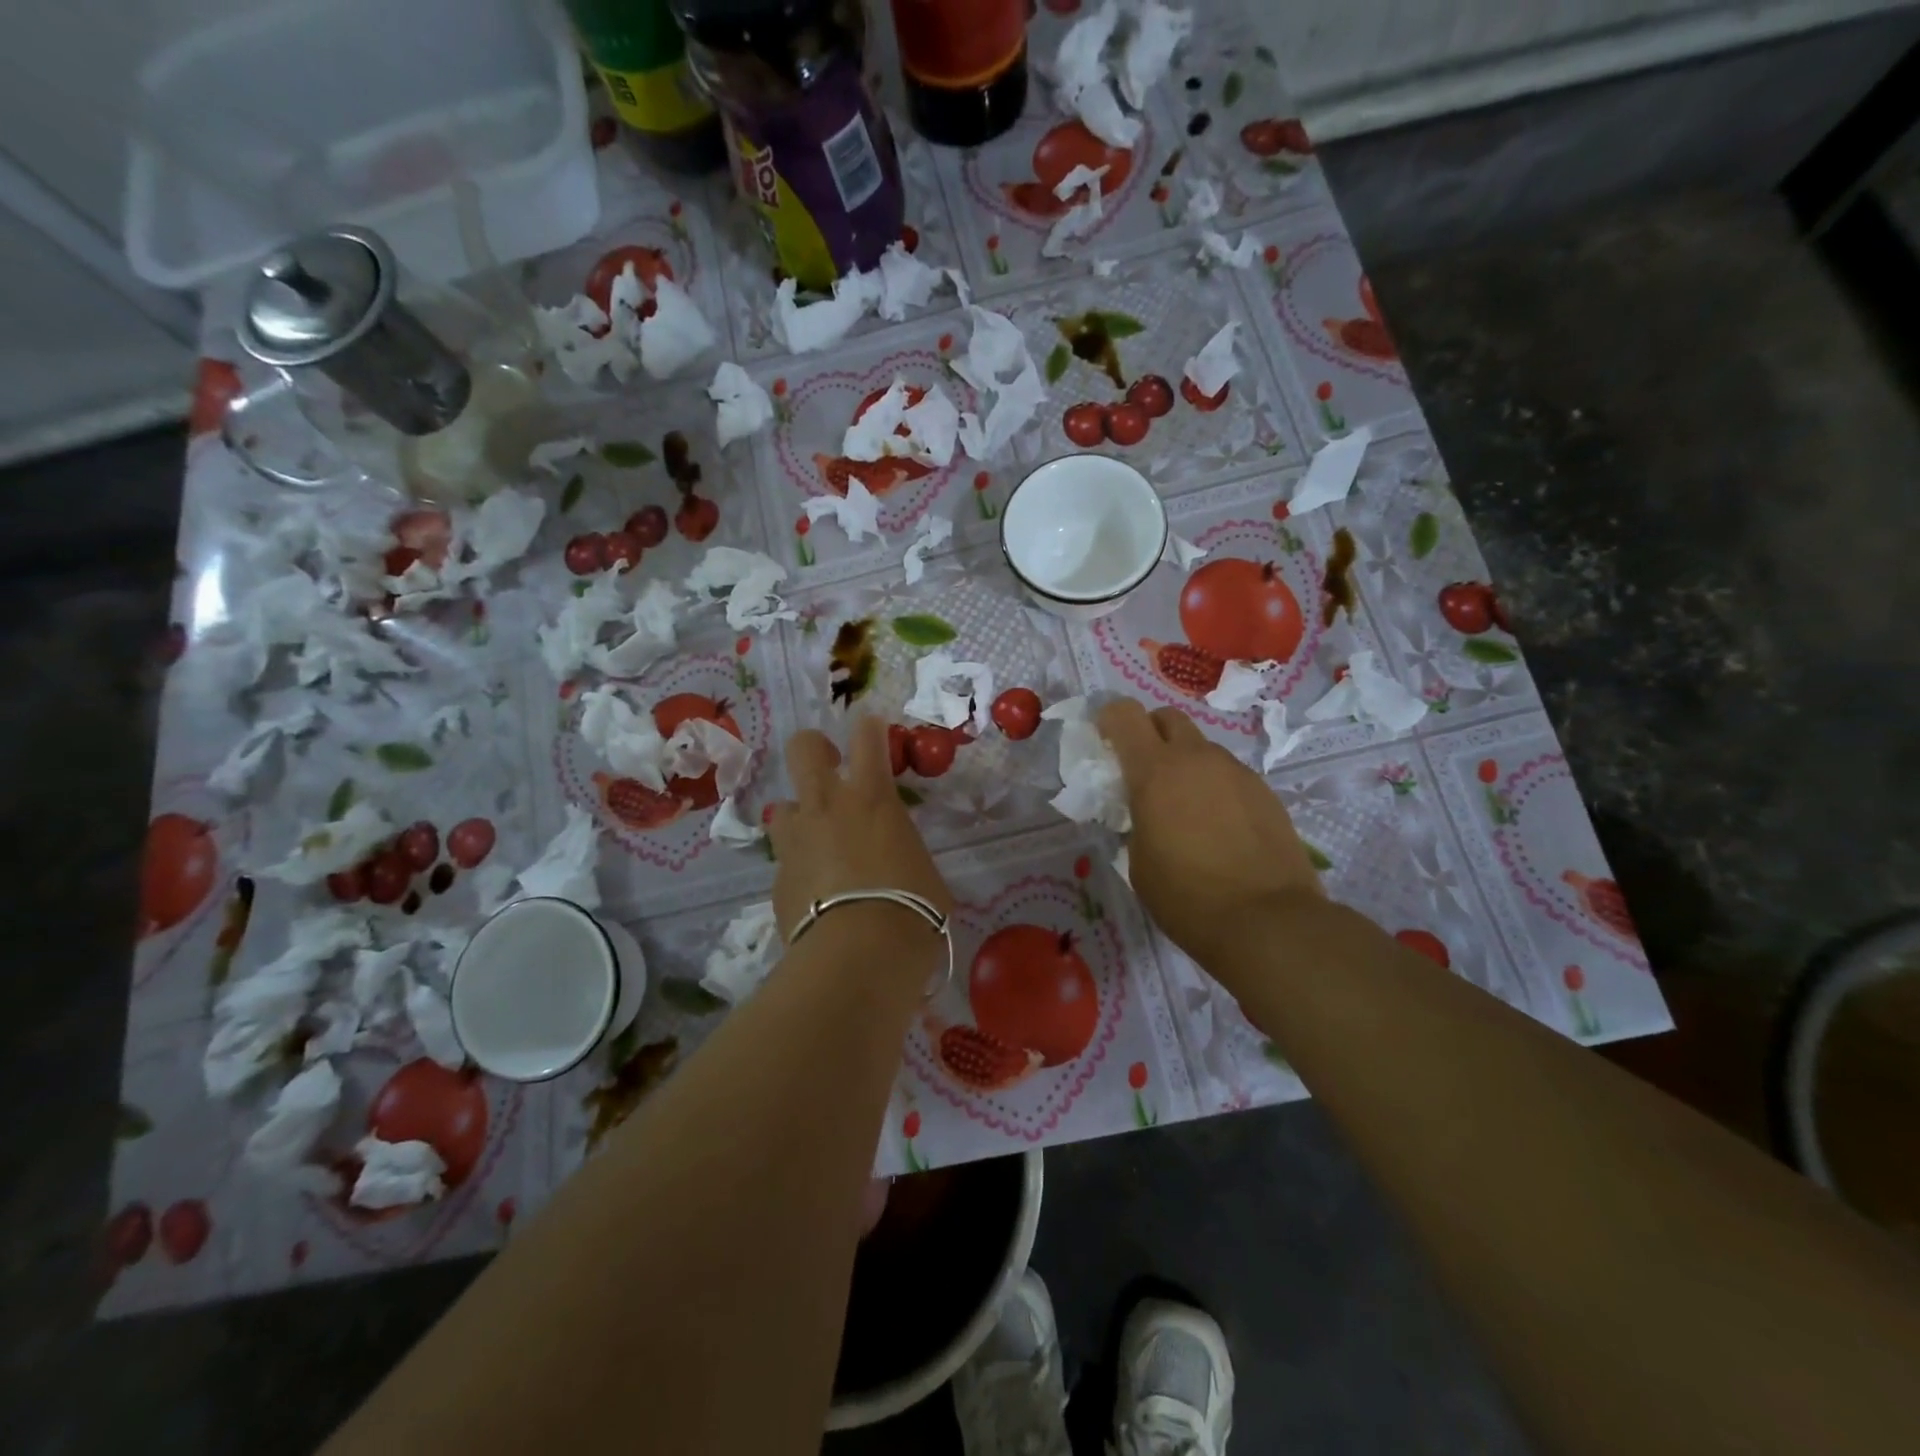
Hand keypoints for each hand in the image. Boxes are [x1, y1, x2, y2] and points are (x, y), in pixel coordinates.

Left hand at [767, 717, 952, 968]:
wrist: (859, 957)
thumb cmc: (912, 909)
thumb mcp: (923, 872)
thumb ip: (903, 852)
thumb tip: (896, 863)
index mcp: (872, 797)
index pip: (867, 736)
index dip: (870, 728)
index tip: (873, 732)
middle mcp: (827, 806)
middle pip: (804, 748)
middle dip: (816, 749)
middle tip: (831, 768)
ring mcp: (795, 840)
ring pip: (783, 806)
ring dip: (800, 817)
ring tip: (818, 842)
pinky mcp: (776, 878)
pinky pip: (785, 859)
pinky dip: (799, 867)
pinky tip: (815, 893)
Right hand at [1099, 698, 1321, 974]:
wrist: (1268, 921)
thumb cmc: (1187, 897)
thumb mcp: (1138, 862)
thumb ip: (1136, 822)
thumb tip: (1147, 815)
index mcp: (1155, 771)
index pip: (1124, 714)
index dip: (1110, 720)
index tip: (1105, 742)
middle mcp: (1196, 759)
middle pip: (1168, 717)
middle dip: (1150, 733)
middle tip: (1144, 772)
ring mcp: (1236, 772)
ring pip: (1201, 748)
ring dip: (1185, 764)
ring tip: (1185, 809)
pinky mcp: (1265, 791)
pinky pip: (1228, 775)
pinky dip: (1215, 788)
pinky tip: (1219, 828)